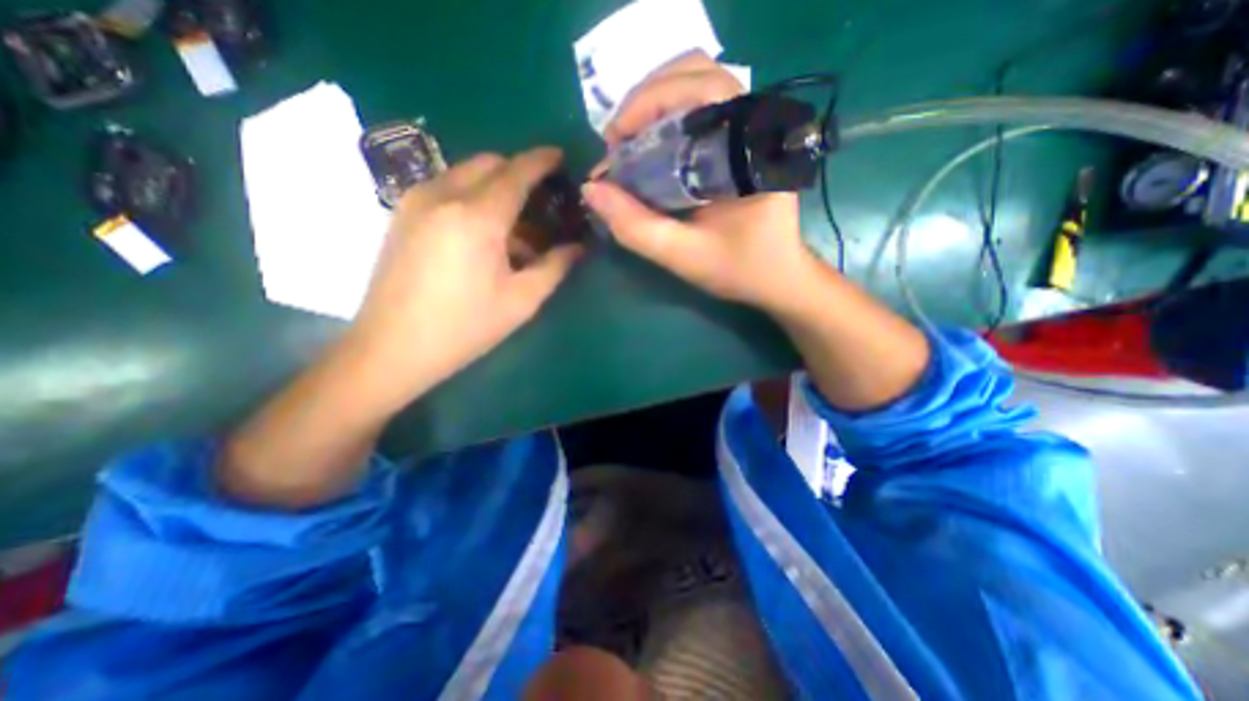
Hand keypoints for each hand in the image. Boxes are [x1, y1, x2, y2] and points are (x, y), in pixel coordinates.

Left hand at [342, 147, 583, 409]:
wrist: (391, 348)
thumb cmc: (464, 327)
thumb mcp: (521, 301)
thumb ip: (554, 267)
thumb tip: (578, 248)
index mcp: (477, 217)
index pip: (517, 171)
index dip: (542, 160)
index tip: (562, 158)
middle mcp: (443, 195)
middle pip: (490, 163)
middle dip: (520, 173)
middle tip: (543, 202)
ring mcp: (416, 201)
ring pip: (466, 173)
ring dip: (497, 187)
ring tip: (518, 226)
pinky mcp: (402, 214)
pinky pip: (447, 188)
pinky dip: (473, 197)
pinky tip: (485, 234)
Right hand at [583, 49, 820, 311]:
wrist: (778, 277)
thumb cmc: (738, 268)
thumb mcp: (683, 255)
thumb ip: (636, 227)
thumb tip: (591, 189)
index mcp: (748, 149)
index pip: (699, 89)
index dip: (647, 104)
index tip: (614, 142)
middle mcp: (754, 125)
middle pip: (695, 72)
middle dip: (645, 101)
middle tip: (618, 143)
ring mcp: (750, 129)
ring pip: (697, 84)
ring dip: (654, 106)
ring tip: (629, 144)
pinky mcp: (741, 141)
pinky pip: (700, 108)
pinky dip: (666, 118)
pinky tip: (650, 148)